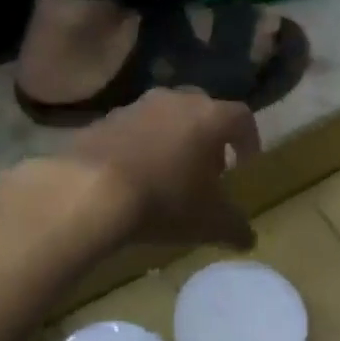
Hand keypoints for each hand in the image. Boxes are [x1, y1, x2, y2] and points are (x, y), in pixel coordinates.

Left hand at [62, 89, 261, 249]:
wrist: (90, 192)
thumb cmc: (165, 200)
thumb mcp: (210, 222)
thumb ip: (235, 227)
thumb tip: (248, 239)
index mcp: (209, 117)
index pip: (241, 118)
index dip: (249, 140)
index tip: (246, 165)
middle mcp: (174, 100)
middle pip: (201, 111)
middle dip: (209, 138)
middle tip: (207, 169)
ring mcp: (134, 107)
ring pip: (164, 118)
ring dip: (172, 140)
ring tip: (168, 174)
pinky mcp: (101, 120)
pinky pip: (130, 131)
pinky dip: (139, 147)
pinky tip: (133, 177)